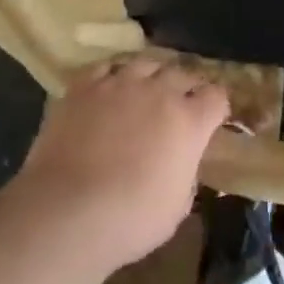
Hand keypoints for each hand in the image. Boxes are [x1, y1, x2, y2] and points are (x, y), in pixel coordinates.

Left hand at [15, 56, 229, 273]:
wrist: (66, 213)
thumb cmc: (130, 220)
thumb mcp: (177, 208)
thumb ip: (185, 175)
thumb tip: (180, 165)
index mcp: (190, 121)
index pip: (217, 96)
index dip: (215, 107)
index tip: (210, 119)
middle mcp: (160, 92)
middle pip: (182, 74)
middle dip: (185, 88)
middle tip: (177, 106)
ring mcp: (120, 84)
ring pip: (146, 63)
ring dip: (151, 76)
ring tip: (144, 90)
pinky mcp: (84, 87)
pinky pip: (106, 67)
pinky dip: (112, 75)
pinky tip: (109, 88)